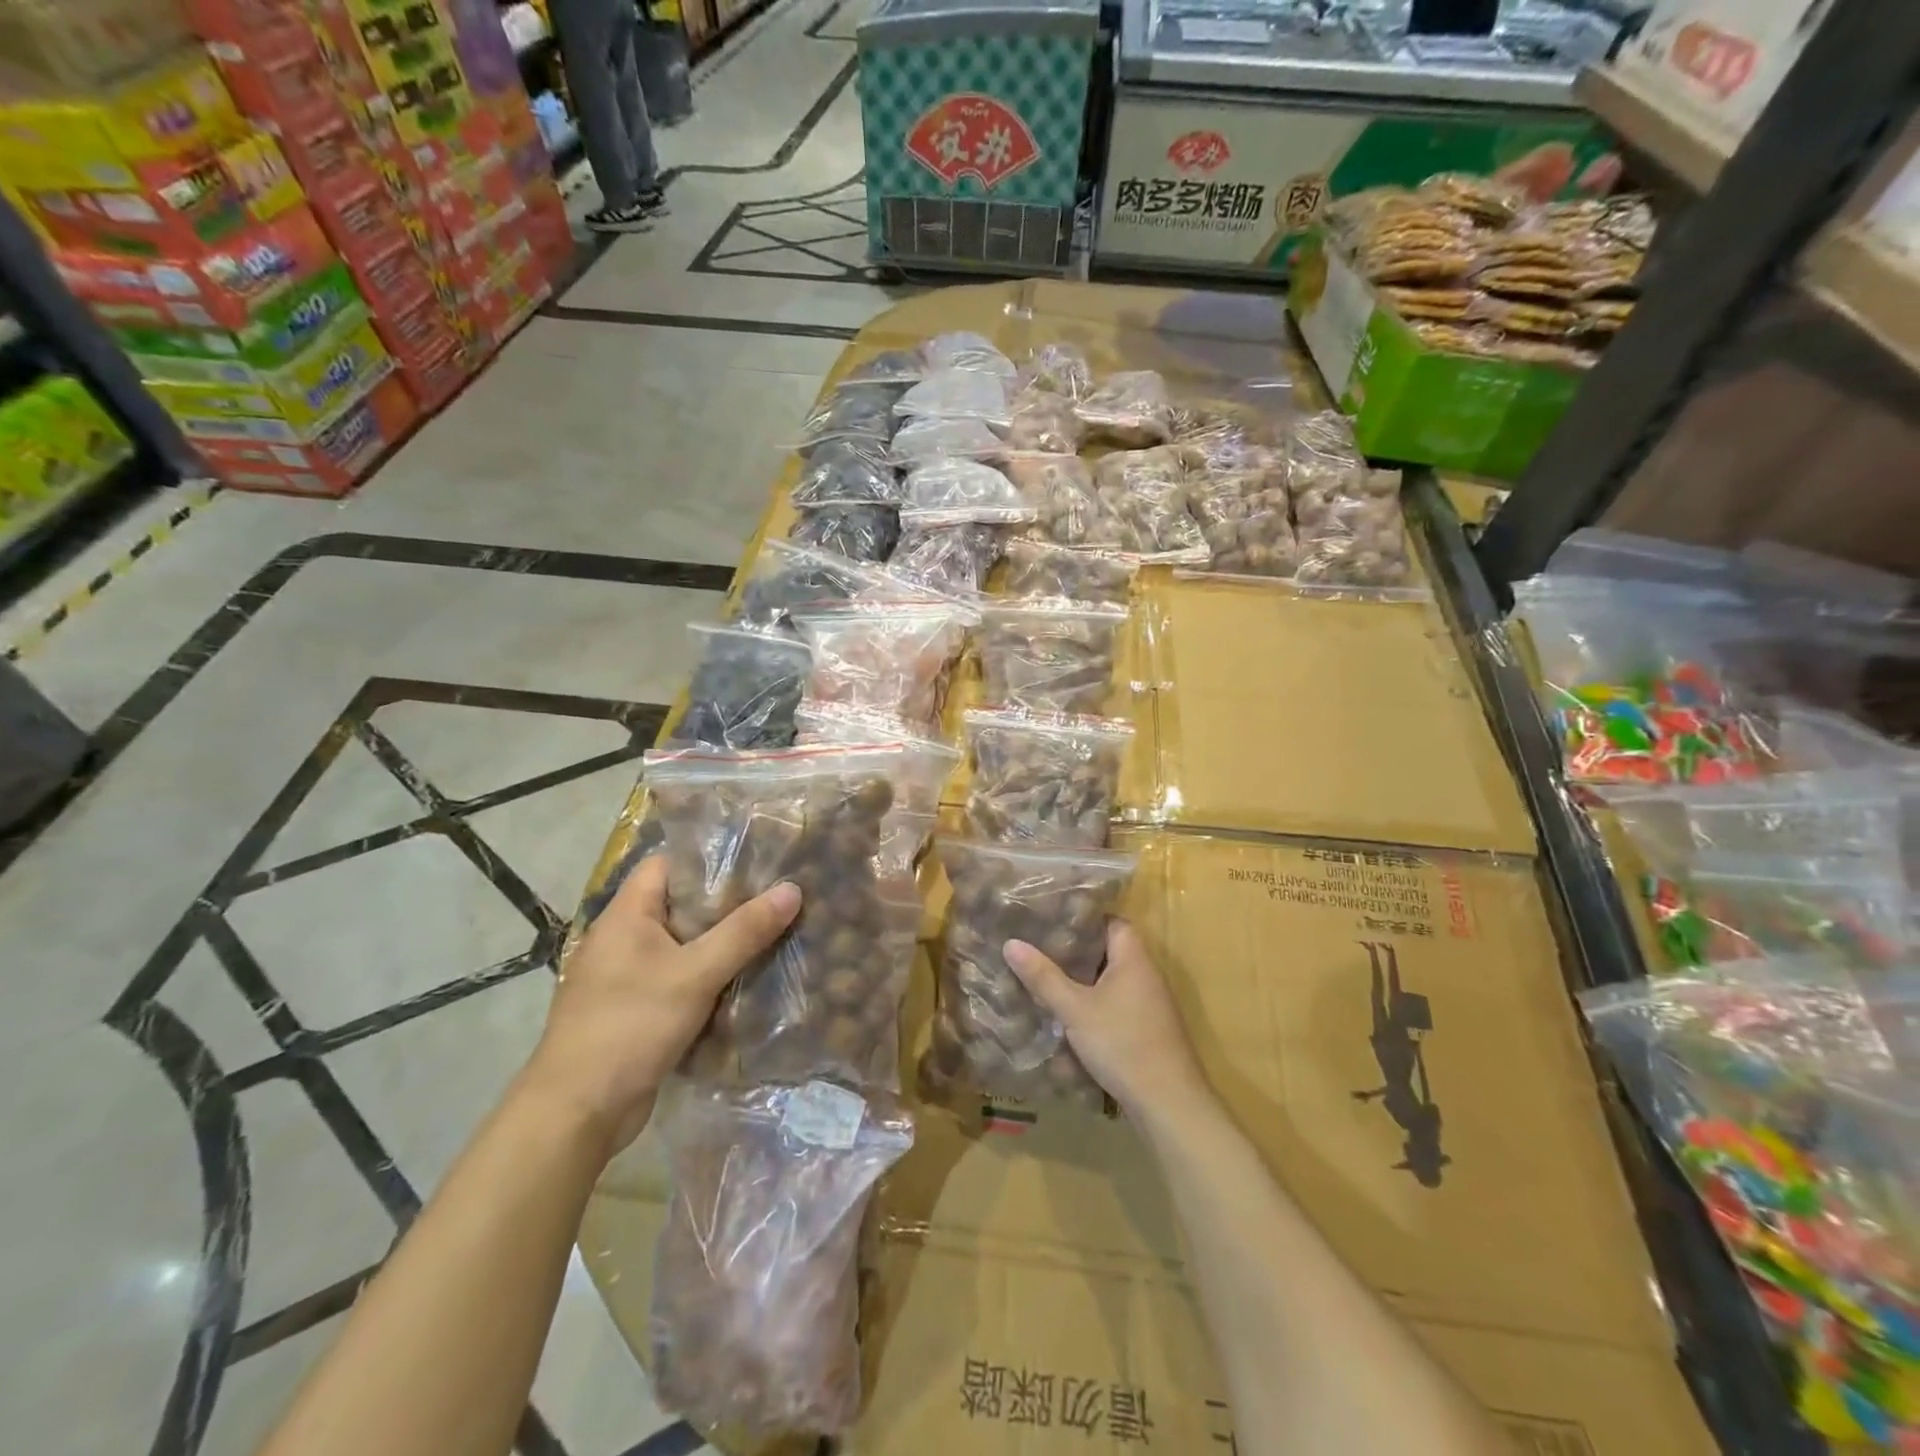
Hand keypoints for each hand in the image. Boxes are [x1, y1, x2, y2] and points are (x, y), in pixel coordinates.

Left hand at [523, 855, 800, 1150]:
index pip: (667, 865)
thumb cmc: (631, 1025)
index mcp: (625, 915)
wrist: (577, 1112)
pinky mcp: (633, 1010)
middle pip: (679, 906)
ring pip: (681, 946)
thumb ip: (744, 931)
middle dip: (725, 904)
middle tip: (776, 898)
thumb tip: (793, 889)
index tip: (755, 861)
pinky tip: (744, 981)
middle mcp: (621, 939)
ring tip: (771, 934)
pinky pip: (677, 980)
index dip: (708, 859)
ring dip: (719, 944)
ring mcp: (624, 977)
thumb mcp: (696, 974)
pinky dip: (706, 978)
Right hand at [1004, 921, 1209, 1119]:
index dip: (1083, 918)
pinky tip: (1069, 1015)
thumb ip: (1044, 977)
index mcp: (1134, 958)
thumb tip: (1011, 943)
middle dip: (1076, 951)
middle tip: (1040, 947)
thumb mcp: (1075, 1009)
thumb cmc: (1122, 1043)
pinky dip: (1095, 1004)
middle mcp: (1146, 974)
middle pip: (1110, 950)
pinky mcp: (1148, 1029)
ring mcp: (1150, 1004)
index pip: (1111, 921)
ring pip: (1111, 980)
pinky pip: (1117, 1004)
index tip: (1052, 920)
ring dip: (1084, 980)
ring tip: (1047, 977)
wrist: (1168, 1103)